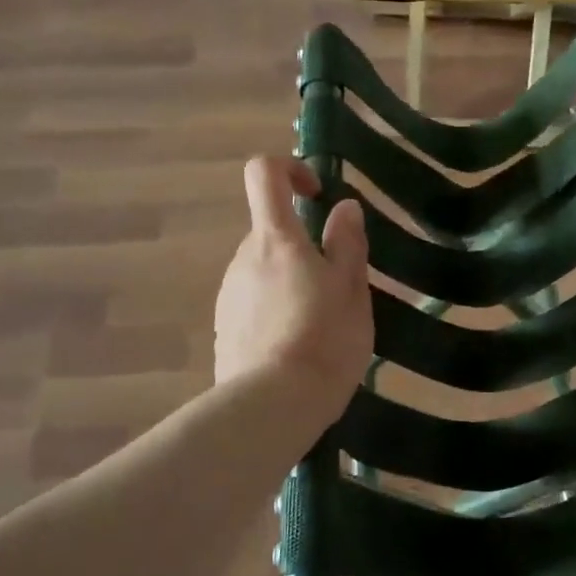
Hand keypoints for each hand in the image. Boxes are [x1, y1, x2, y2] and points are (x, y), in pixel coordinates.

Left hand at [214, 156, 371, 430]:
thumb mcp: (352, 290)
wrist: (273, 406)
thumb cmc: (325, 340)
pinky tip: (296, 349)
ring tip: (320, 328)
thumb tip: (344, 207)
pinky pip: (253, 304)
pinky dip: (275, 312)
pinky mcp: (223, 328)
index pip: (264, 174)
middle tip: (337, 290)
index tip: (316, 196)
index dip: (290, 169)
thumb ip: (348, 244)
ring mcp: (228, 294)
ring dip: (290, 284)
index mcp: (276, 240)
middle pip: (271, 233)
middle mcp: (243, 258)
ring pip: (264, 272)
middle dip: (303, 249)